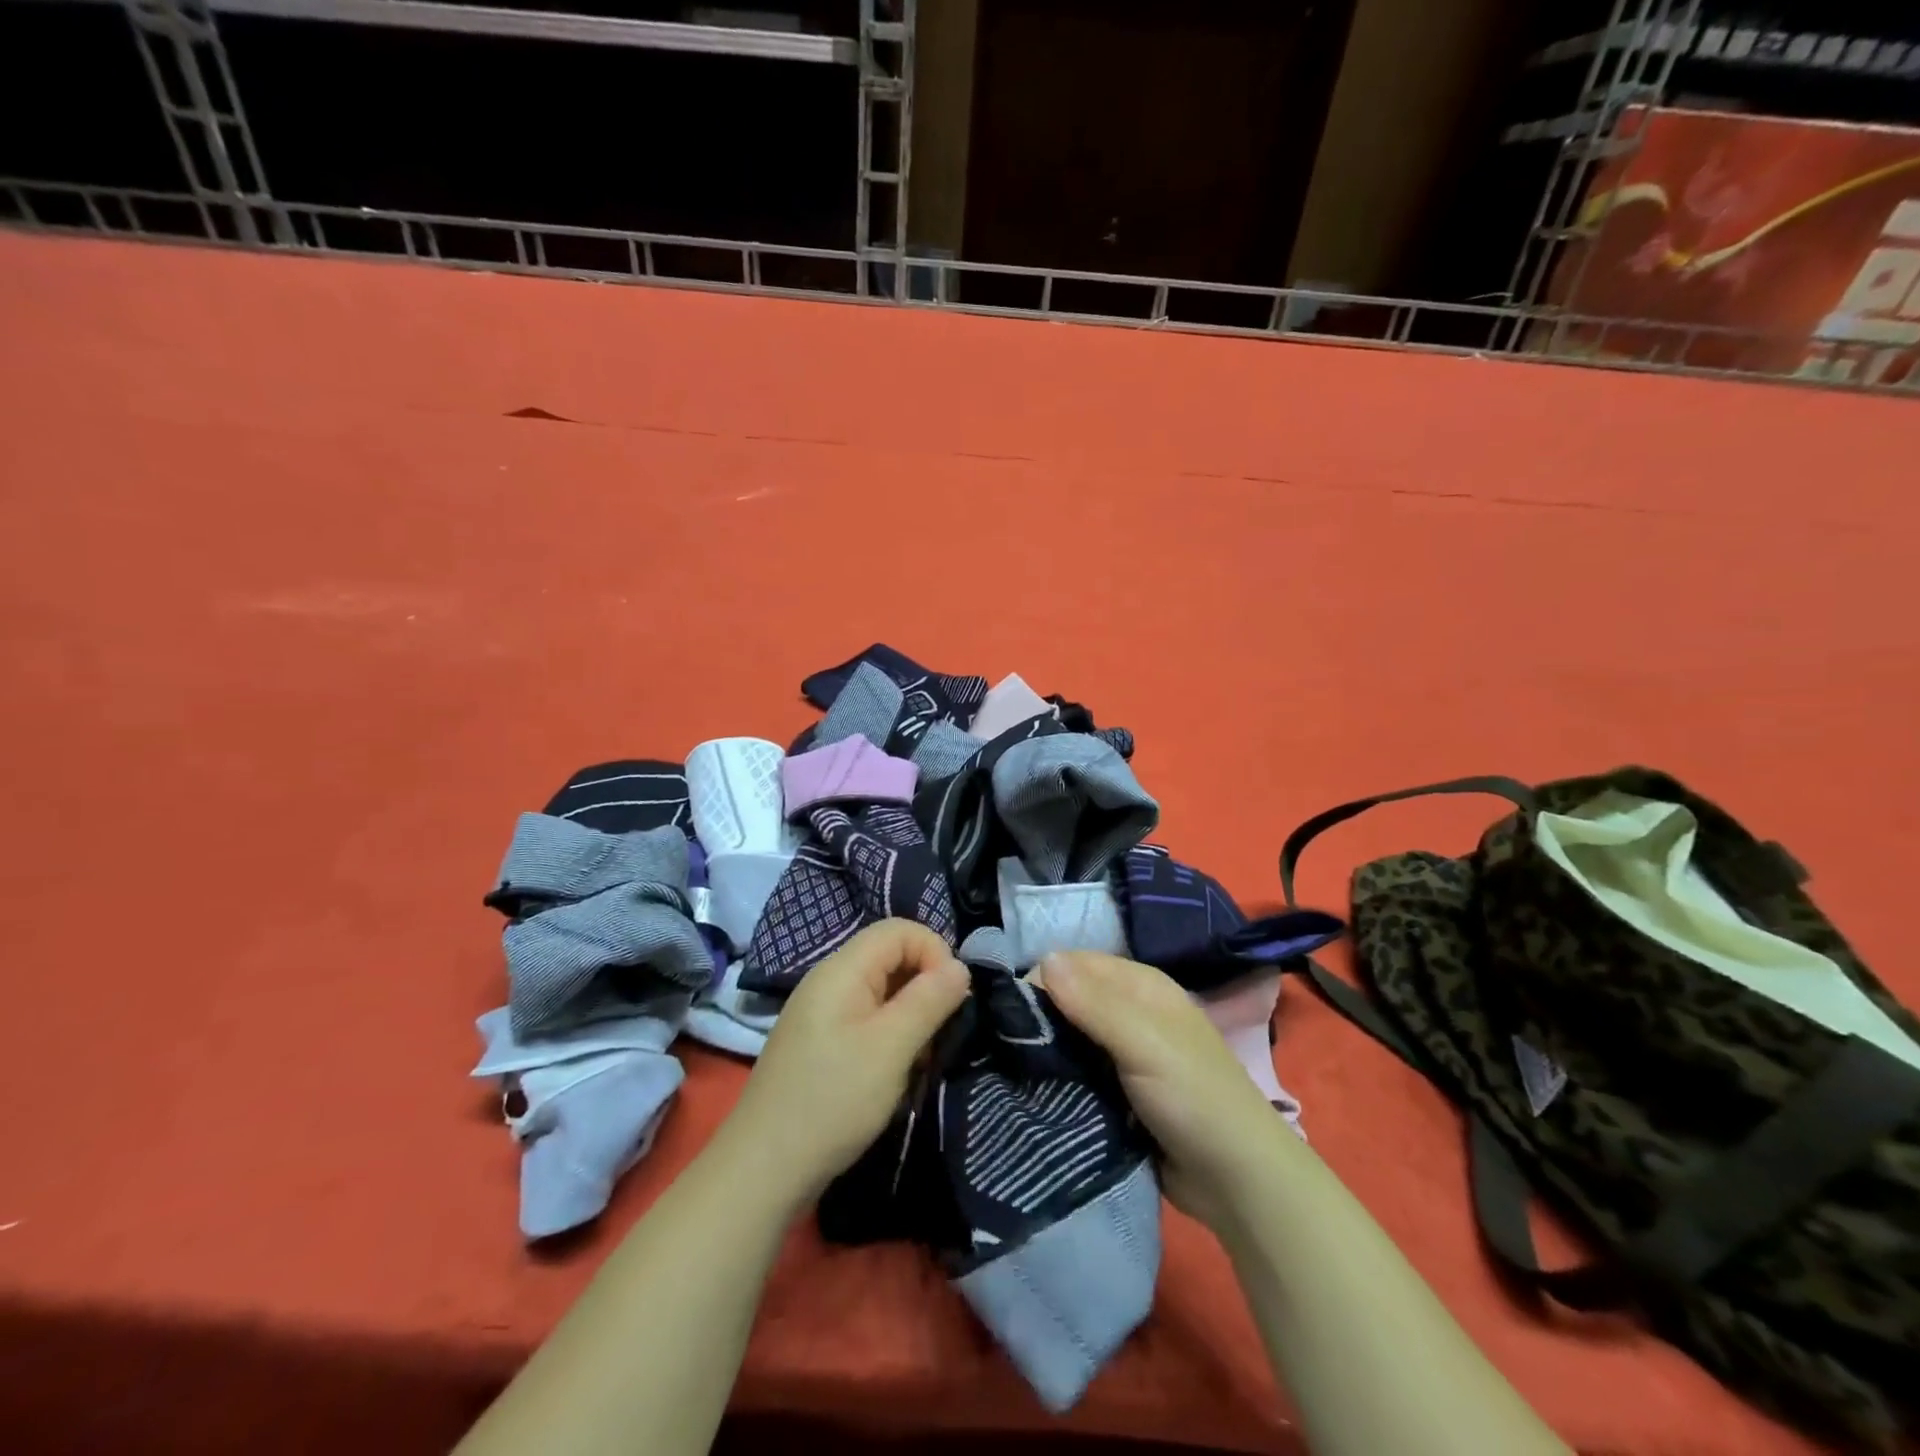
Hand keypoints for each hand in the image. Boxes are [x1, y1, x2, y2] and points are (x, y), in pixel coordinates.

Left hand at [719, 919, 970, 1206]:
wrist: (762, 1169)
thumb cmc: (833, 1100)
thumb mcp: (891, 1048)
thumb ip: (929, 999)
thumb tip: (959, 966)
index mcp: (842, 969)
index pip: (899, 929)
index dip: (934, 951)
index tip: (951, 998)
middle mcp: (828, 980)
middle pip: (890, 956)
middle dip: (924, 986)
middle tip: (939, 1033)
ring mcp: (820, 1012)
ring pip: (881, 990)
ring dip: (910, 1015)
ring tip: (919, 1059)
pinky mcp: (819, 1042)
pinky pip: (865, 1018)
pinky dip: (890, 1035)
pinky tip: (895, 1072)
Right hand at [1031, 951, 1284, 1231]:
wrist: (1237, 1182)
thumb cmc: (1194, 1098)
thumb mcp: (1144, 1043)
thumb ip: (1094, 1003)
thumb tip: (1043, 959)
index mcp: (1141, 985)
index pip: (1074, 964)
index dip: (1042, 981)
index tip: (1011, 1015)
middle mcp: (1130, 1011)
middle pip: (1069, 1000)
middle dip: (1040, 1018)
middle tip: (1005, 1046)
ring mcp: (1123, 1053)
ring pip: (1070, 1038)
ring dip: (1046, 1051)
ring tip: (1010, 1069)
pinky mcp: (1116, 1091)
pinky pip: (1077, 1073)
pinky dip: (1059, 1078)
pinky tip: (1034, 1091)